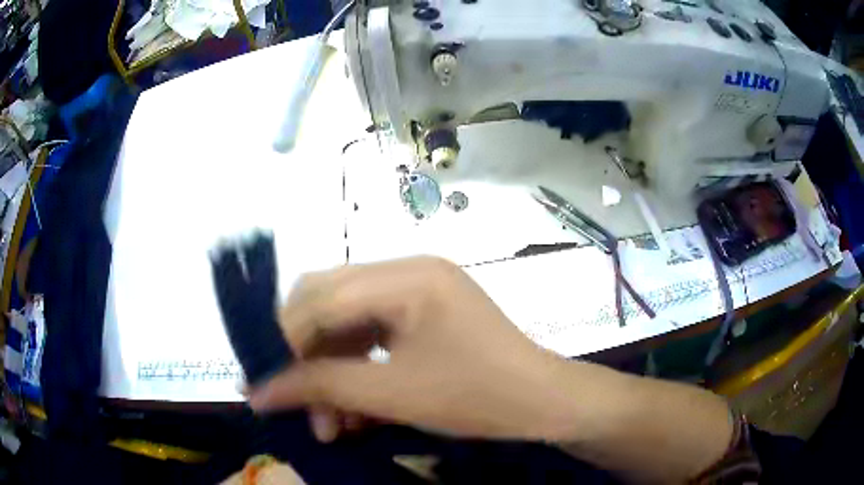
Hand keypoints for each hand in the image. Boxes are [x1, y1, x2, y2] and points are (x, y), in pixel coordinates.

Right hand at [248, 256, 577, 441]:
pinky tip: (354, 410)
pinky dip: (356, 371)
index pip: (320, 299)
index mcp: (406, 277)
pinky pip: (372, 336)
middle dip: (306, 358)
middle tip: (299, 405)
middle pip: (328, 304)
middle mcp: (408, 271)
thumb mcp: (392, 394)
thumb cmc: (477, 397)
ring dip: (332, 372)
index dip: (284, 341)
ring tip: (329, 423)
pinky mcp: (423, 314)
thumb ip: (319, 388)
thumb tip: (256, 393)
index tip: (263, 384)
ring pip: (347, 324)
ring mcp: (418, 291)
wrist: (543, 404)